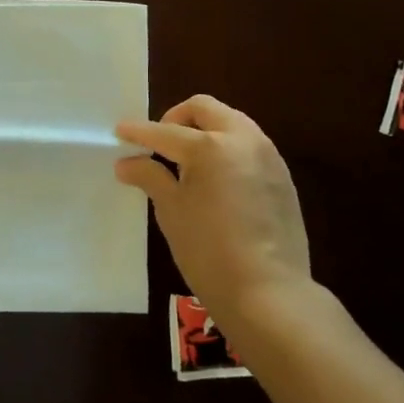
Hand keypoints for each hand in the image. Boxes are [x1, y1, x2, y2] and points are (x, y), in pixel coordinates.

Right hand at [115, 94, 311, 320]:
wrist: (269, 293)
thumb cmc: (209, 251)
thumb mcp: (171, 211)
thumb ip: (149, 177)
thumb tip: (127, 163)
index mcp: (209, 146)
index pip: (165, 132)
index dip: (138, 132)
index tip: (120, 131)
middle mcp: (242, 140)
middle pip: (205, 109)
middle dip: (177, 118)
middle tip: (160, 143)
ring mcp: (267, 156)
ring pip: (231, 122)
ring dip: (205, 130)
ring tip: (188, 160)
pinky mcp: (282, 176)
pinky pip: (249, 145)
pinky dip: (227, 148)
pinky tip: (216, 178)